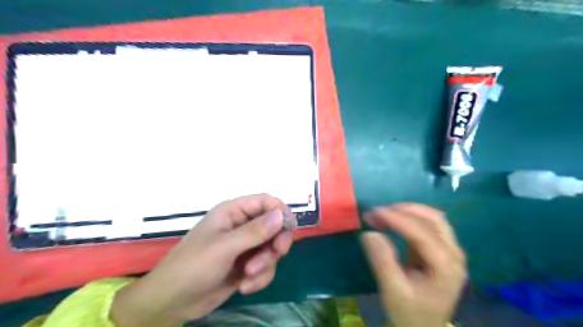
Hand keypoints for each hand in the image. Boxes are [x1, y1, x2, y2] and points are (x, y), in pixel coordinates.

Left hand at [111, 194, 297, 326]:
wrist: (173, 303)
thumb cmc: (193, 266)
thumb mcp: (225, 247)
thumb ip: (255, 231)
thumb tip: (282, 215)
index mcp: (234, 212)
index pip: (266, 202)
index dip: (281, 211)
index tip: (289, 229)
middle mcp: (242, 225)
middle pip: (275, 225)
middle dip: (276, 242)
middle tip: (276, 254)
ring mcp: (246, 246)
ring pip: (272, 248)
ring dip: (266, 263)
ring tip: (248, 276)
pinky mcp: (247, 265)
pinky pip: (266, 266)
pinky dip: (260, 277)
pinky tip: (244, 287)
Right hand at [363, 202, 466, 325]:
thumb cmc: (408, 313)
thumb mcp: (392, 291)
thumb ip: (382, 261)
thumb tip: (369, 233)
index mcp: (446, 269)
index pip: (423, 235)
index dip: (398, 220)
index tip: (375, 212)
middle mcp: (454, 256)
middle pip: (434, 220)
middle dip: (405, 211)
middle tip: (379, 212)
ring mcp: (450, 252)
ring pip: (434, 219)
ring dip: (409, 212)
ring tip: (386, 214)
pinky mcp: (442, 250)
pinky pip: (429, 225)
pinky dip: (410, 218)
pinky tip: (395, 220)